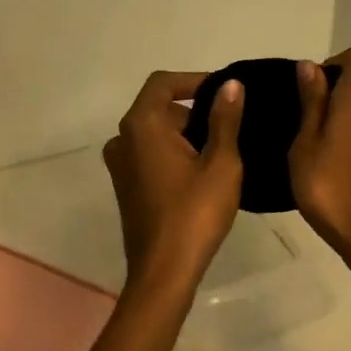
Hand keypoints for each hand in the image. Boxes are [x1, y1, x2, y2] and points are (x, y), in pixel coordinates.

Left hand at [102, 70, 245, 290]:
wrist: (164, 270)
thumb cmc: (195, 212)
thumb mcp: (221, 162)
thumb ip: (224, 119)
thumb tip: (230, 85)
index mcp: (142, 125)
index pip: (163, 83)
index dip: (194, 80)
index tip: (224, 92)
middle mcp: (122, 139)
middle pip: (159, 108)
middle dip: (193, 112)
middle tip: (230, 129)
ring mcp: (120, 164)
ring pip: (155, 133)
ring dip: (185, 135)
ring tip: (221, 153)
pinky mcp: (125, 186)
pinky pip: (149, 155)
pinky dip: (173, 154)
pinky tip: (201, 175)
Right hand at [289, 43, 350, 272]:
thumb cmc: (330, 189)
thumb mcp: (305, 145)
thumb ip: (311, 102)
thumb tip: (310, 66)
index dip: (337, 61)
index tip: (313, 88)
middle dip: (331, 96)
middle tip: (303, 126)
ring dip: (340, 123)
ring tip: (314, 153)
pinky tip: (332, 172)